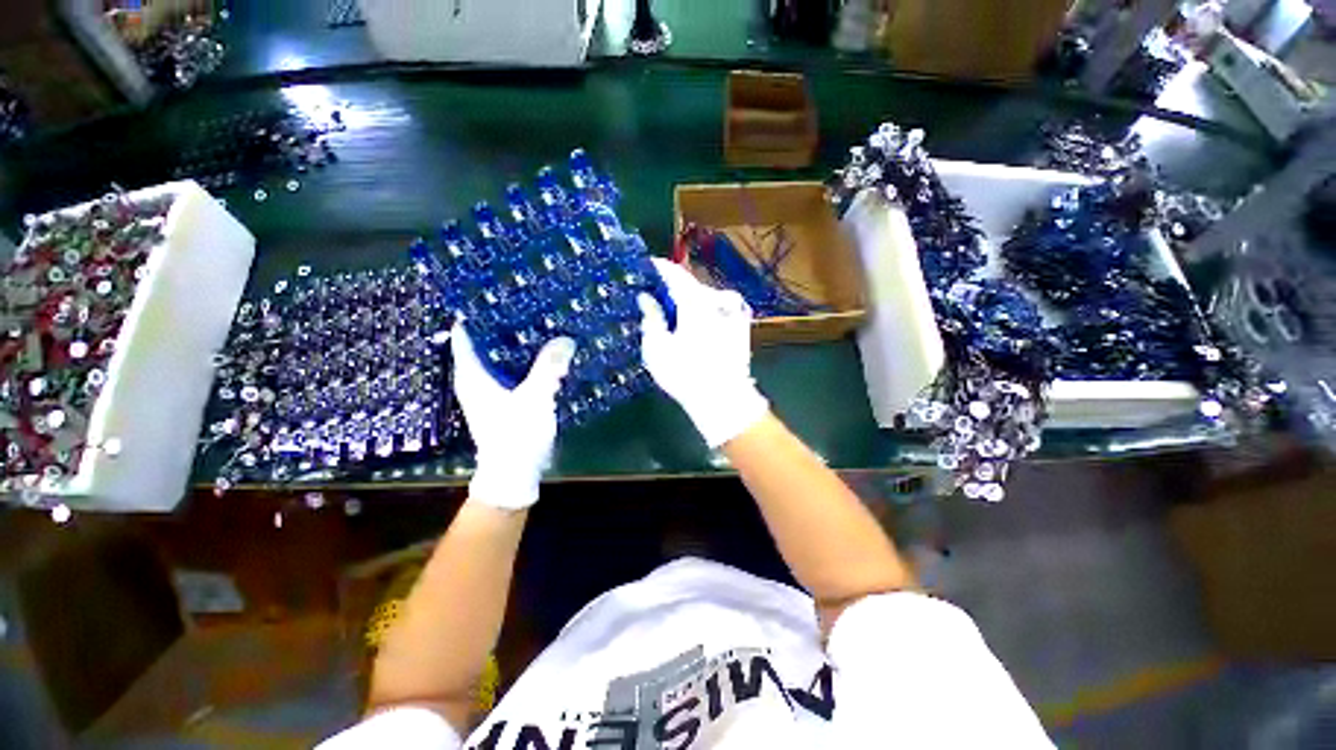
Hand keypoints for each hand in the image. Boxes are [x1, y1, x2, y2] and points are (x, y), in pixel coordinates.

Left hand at [451, 322, 574, 509]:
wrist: (515, 474)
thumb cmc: (516, 434)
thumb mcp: (535, 397)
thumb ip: (549, 367)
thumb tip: (565, 339)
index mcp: (472, 375)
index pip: (465, 335)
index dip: (475, 313)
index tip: (494, 294)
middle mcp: (476, 380)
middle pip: (484, 344)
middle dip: (501, 325)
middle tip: (524, 304)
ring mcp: (489, 392)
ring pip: (499, 358)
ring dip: (514, 343)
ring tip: (537, 323)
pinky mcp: (503, 401)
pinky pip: (511, 372)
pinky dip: (524, 361)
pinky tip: (543, 354)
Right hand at [638, 258, 768, 447]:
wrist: (724, 400)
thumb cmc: (685, 374)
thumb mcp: (657, 348)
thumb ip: (651, 317)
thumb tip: (646, 297)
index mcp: (695, 301)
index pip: (674, 273)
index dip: (658, 267)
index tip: (645, 266)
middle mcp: (717, 300)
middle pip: (691, 285)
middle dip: (673, 288)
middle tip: (656, 297)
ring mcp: (733, 313)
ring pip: (706, 298)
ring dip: (689, 301)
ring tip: (675, 315)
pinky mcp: (741, 328)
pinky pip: (718, 310)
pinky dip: (704, 312)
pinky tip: (697, 327)